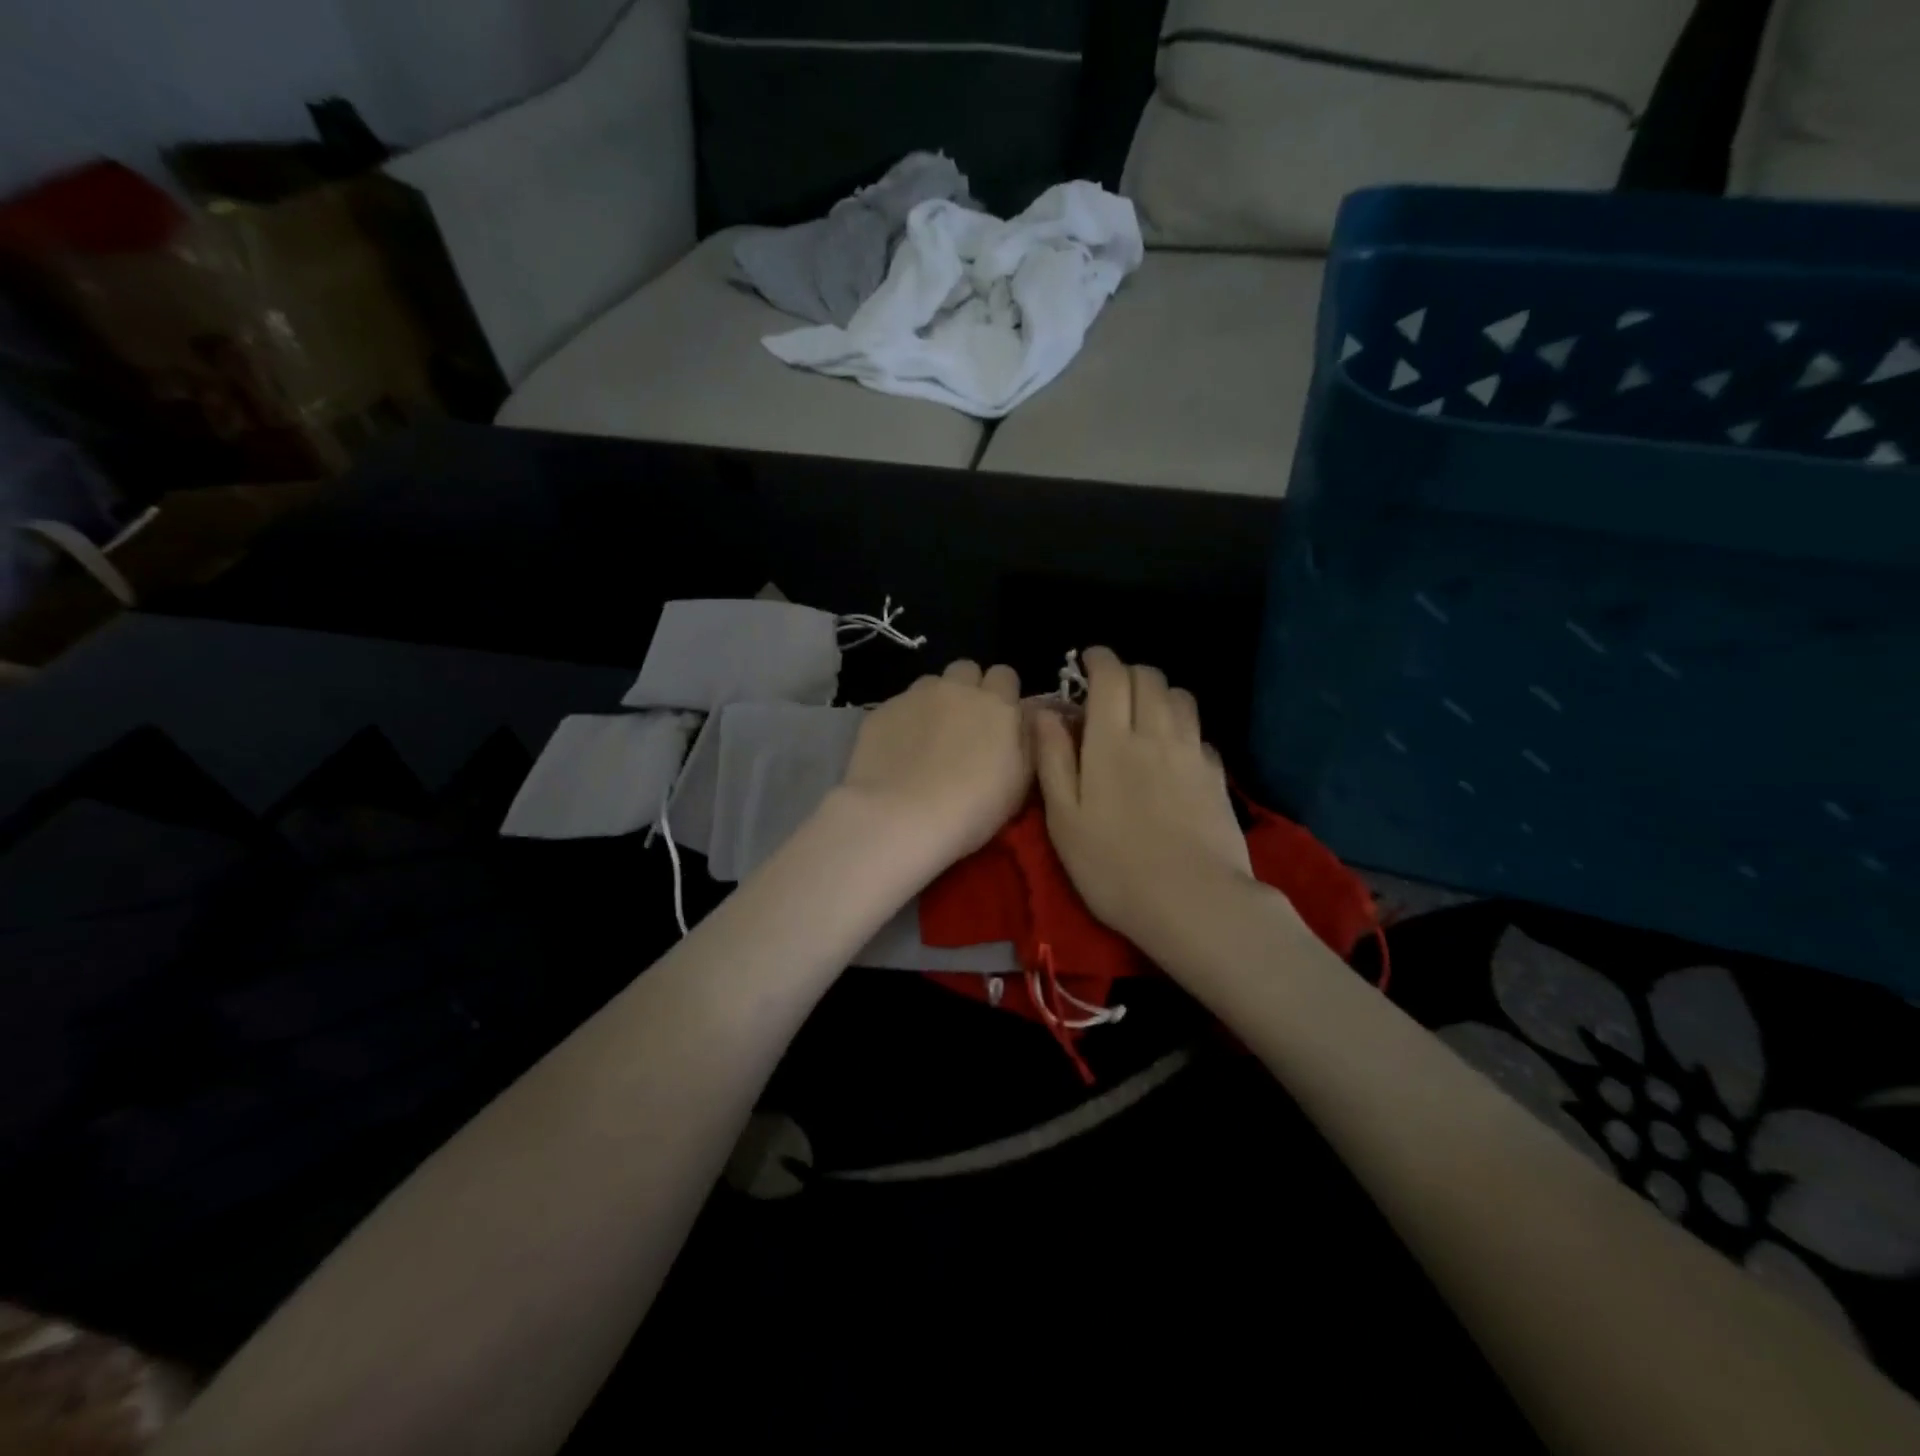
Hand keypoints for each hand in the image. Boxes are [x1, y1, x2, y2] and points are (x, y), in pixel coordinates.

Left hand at [836, 660, 1028, 875]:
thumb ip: (1028, 740)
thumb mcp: (1020, 782)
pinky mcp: (882, 711)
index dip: (1003, 695)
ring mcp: (915, 696)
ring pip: (930, 683)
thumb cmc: (972, 807)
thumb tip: (1029, 715)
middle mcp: (956, 689)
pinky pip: (899, 705)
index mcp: (996, 704)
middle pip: (966, 670)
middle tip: (964, 725)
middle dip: (968, 688)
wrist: (900, 816)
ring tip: (928, 738)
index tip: (999, 720)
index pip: (1005, 675)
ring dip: (935, 701)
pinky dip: (904, 721)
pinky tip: (899, 751)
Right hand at [1035, 647, 1252, 952]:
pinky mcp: (1216, 777)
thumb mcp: (1064, 819)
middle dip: (1128, 672)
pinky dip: (1183, 728)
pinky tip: (1174, 751)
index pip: (1111, 677)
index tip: (1088, 660)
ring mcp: (1191, 754)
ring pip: (1180, 698)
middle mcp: (1155, 734)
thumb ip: (1052, 760)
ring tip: (1143, 712)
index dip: (1099, 659)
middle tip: (1110, 690)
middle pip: (1149, 678)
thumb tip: (1043, 712)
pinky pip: (1200, 733)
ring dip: (1159, 693)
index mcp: (1111, 742)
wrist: (1193, 902)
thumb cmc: (1113, 867)